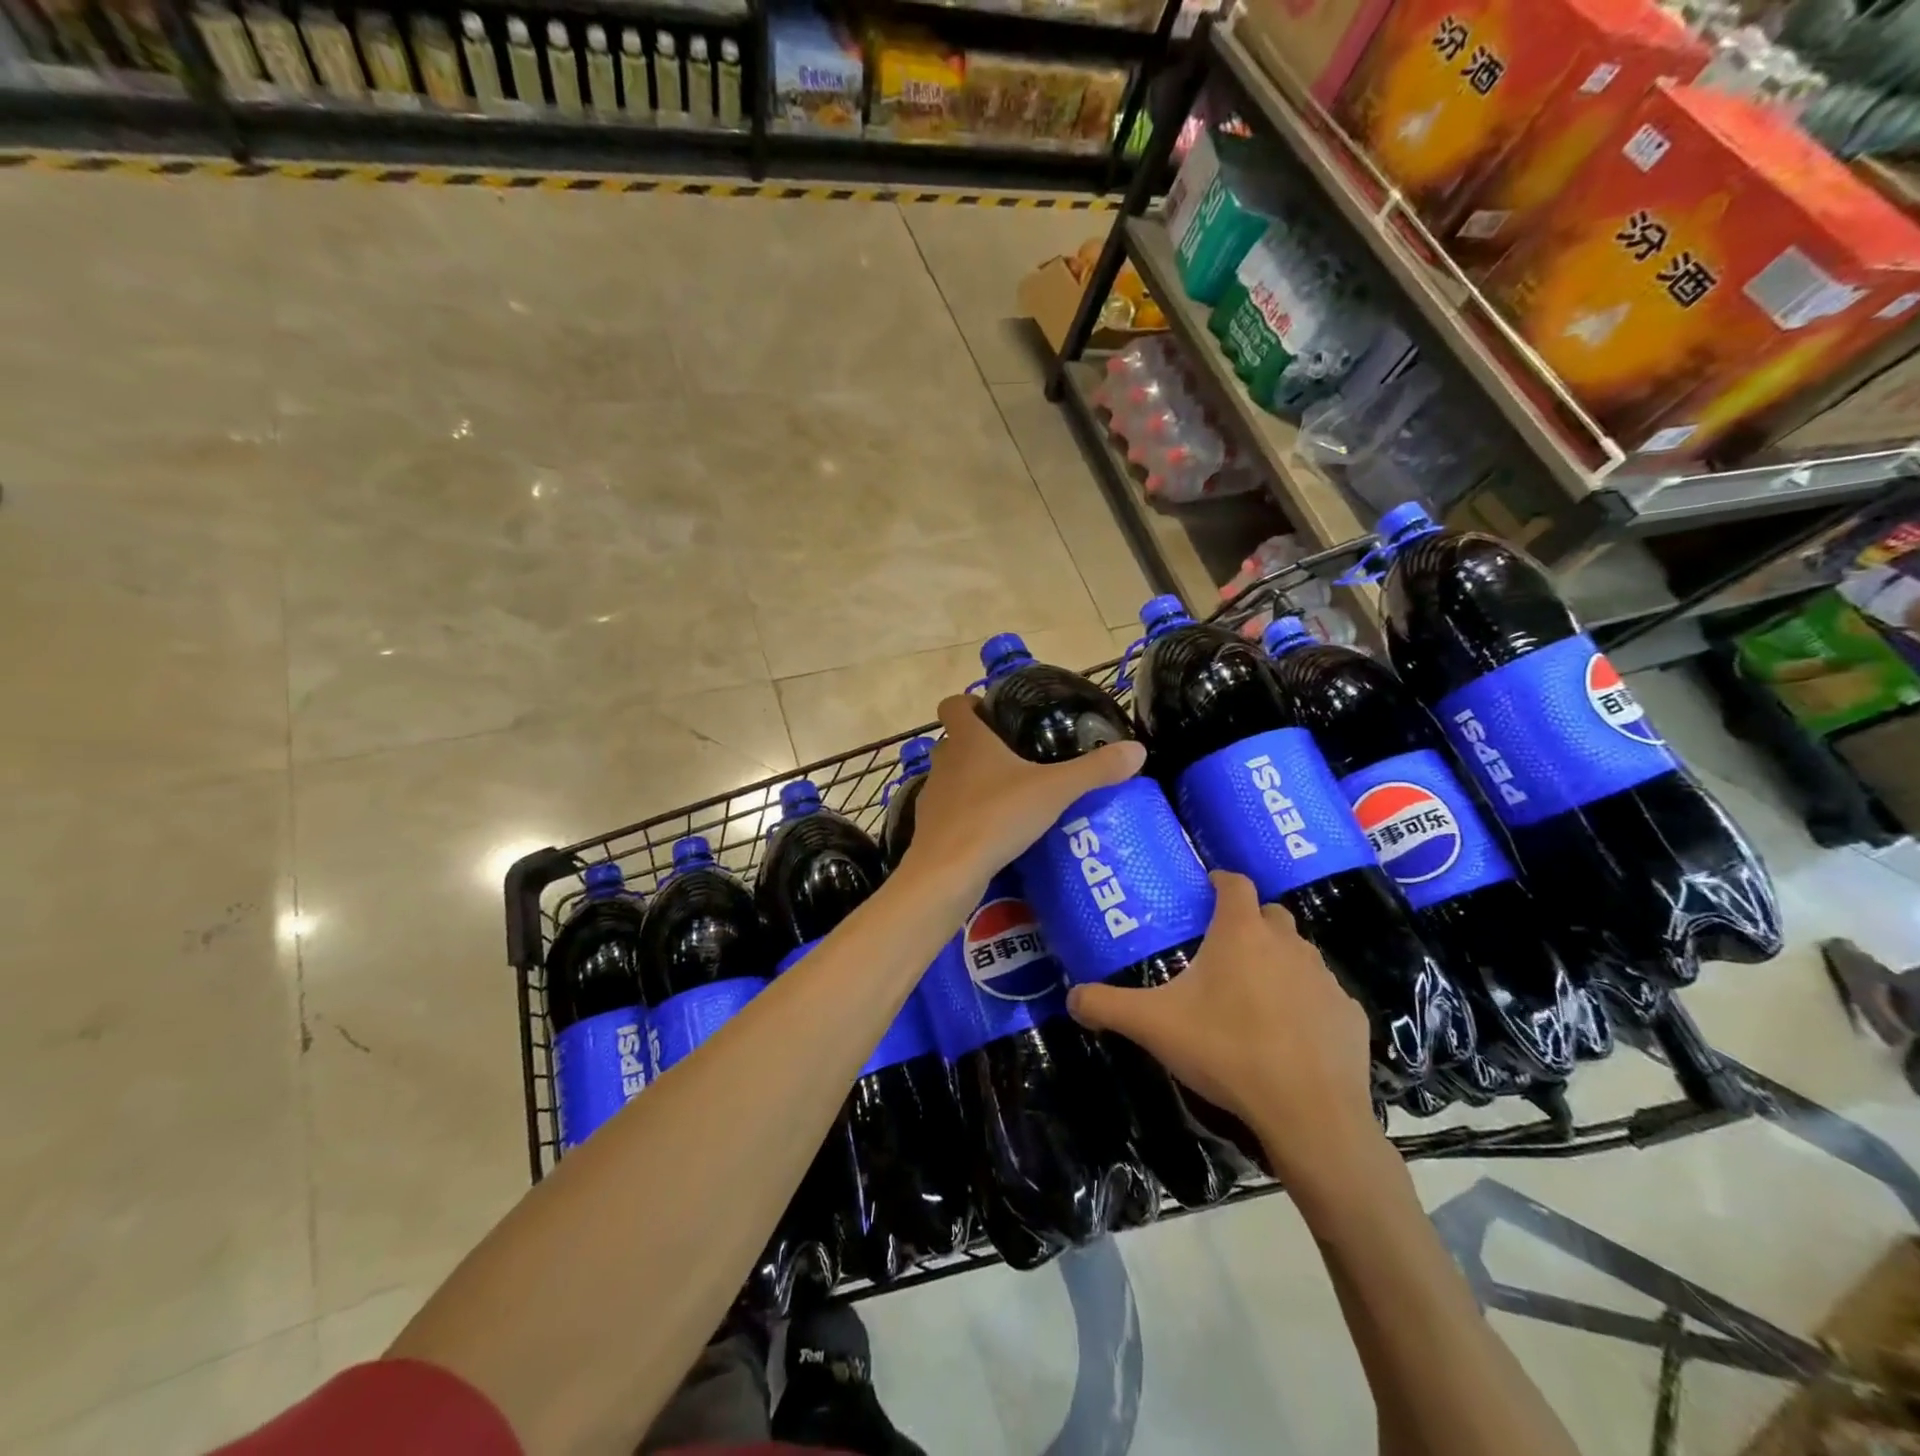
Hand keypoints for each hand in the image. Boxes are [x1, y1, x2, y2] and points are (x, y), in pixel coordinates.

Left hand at [903, 694, 1145, 896]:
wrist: (947, 872)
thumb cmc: (997, 817)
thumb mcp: (1054, 790)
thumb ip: (1094, 770)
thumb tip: (1138, 749)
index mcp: (967, 740)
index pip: (953, 704)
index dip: (969, 703)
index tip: (994, 712)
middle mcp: (944, 762)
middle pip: (955, 741)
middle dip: (980, 744)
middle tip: (1017, 755)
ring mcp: (932, 796)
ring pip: (952, 777)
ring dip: (974, 780)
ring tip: (1011, 794)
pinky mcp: (930, 828)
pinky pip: (951, 811)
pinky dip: (968, 813)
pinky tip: (995, 830)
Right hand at [1065, 871, 1379, 1178]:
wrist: (1309, 1113)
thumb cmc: (1226, 1051)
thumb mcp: (1153, 1026)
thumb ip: (1107, 1006)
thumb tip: (1071, 999)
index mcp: (1240, 933)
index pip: (1235, 884)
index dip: (1220, 880)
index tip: (1208, 888)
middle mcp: (1287, 944)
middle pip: (1270, 915)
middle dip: (1250, 921)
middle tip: (1225, 948)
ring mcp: (1325, 978)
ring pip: (1299, 954)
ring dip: (1278, 962)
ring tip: (1255, 995)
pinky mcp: (1350, 1014)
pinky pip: (1324, 996)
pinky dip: (1307, 1003)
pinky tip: (1292, 1035)